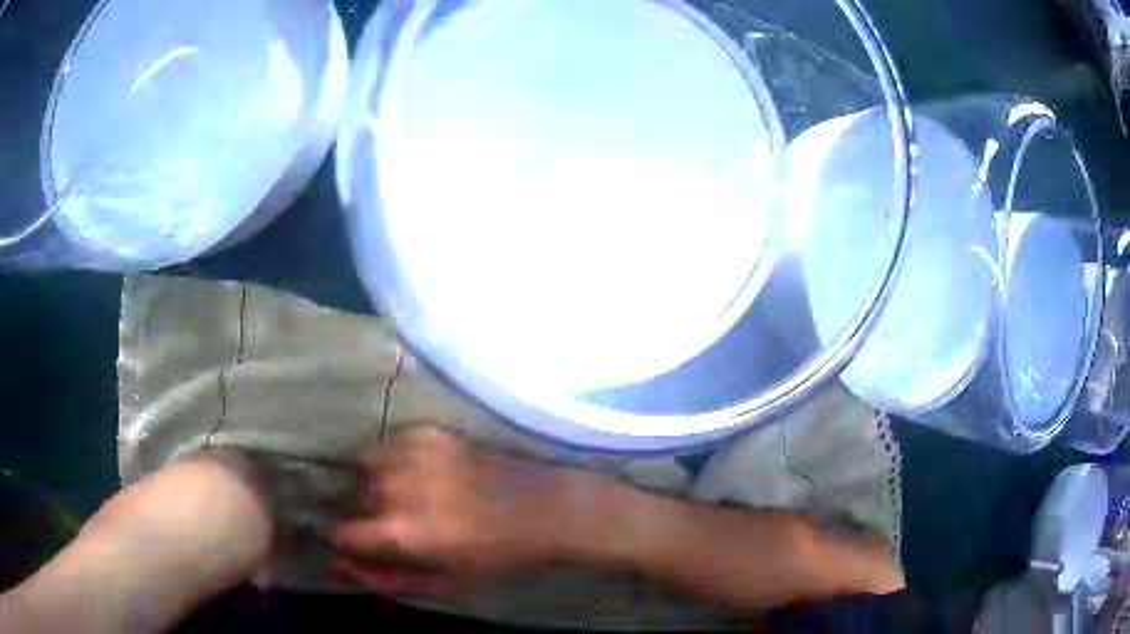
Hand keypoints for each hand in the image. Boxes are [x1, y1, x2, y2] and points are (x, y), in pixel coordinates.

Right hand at [328, 427, 611, 594]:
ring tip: (407, 494)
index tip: (359, 542)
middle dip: (362, 511)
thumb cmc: (496, 557)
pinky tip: (422, 472)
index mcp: (399, 531)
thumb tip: (338, 567)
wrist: (546, 509)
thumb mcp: (441, 581)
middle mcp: (395, 486)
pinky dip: (394, 458)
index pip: (340, 532)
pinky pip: (390, 443)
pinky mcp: (429, 431)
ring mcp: (411, 452)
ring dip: (374, 481)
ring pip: (364, 464)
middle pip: (350, 495)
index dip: (348, 541)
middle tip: (393, 520)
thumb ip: (384, 578)